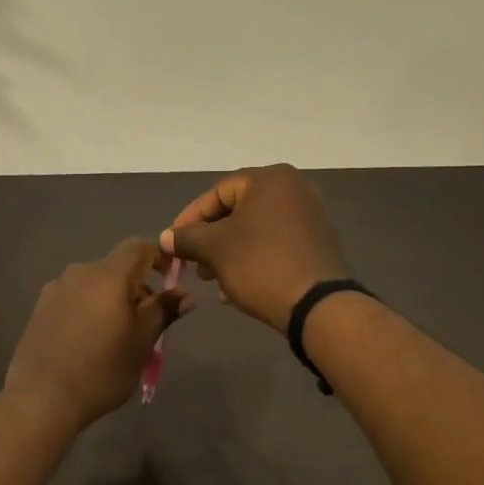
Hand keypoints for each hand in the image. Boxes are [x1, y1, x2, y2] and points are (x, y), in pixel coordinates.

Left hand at [5, 238, 195, 429]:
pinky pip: (75, 296)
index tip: (171, 280)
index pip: (139, 247)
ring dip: (112, 297)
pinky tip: (88, 339)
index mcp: (109, 276)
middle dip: (136, 285)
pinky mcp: (40, 306)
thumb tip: (186, 295)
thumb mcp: (141, 343)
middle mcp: (80, 272)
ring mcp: (56, 288)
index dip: (159, 257)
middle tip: (146, 320)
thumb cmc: (101, 370)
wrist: (41, 398)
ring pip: (95, 282)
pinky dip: (90, 307)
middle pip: (116, 266)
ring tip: (116, 333)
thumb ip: (163, 312)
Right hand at [160, 165, 347, 332]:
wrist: (317, 305)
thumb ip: (186, 238)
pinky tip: (236, 287)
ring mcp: (310, 215)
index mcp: (270, 179)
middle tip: (193, 265)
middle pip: (236, 210)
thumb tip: (167, 237)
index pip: (217, 192)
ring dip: (228, 253)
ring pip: (254, 230)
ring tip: (212, 280)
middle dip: (209, 240)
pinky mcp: (317, 242)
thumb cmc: (260, 265)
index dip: (189, 219)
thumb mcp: (214, 249)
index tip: (173, 244)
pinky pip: (274, 243)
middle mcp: (294, 188)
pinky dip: (252, 259)